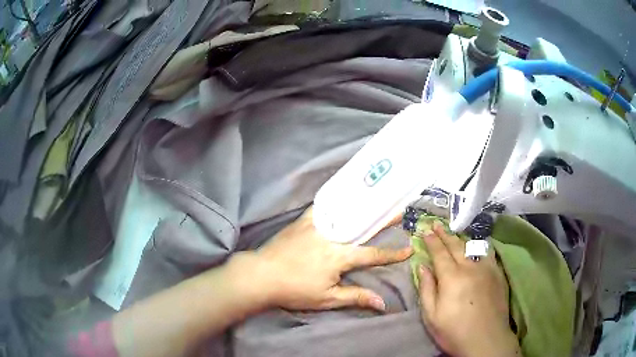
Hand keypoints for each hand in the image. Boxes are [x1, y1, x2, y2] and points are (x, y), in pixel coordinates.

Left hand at [231, 207, 411, 311]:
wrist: (261, 275)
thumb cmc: (295, 290)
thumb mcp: (327, 299)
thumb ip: (356, 297)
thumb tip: (383, 303)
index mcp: (340, 256)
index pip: (372, 255)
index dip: (392, 254)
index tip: (409, 249)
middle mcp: (332, 236)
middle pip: (363, 226)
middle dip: (384, 219)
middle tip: (399, 209)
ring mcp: (316, 225)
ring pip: (344, 213)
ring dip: (363, 207)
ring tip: (377, 199)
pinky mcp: (303, 221)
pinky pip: (322, 207)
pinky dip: (335, 201)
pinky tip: (342, 195)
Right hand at [417, 221, 520, 356]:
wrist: (486, 339)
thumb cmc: (454, 331)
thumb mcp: (431, 315)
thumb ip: (426, 289)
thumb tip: (422, 267)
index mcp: (451, 278)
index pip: (439, 253)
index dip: (432, 241)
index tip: (425, 230)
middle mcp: (470, 267)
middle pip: (456, 245)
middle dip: (445, 234)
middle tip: (437, 223)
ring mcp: (486, 268)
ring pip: (472, 246)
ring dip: (461, 237)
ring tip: (454, 231)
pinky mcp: (497, 273)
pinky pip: (487, 253)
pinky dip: (479, 246)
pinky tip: (476, 245)